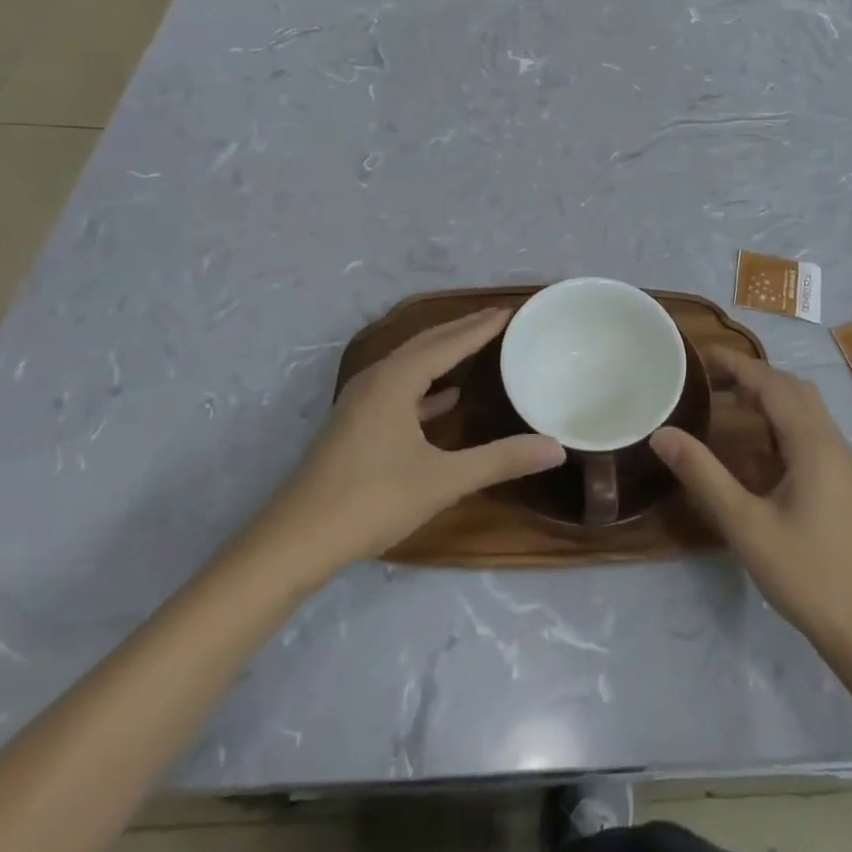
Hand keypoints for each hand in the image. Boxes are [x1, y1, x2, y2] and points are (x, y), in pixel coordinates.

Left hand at [246, 310, 562, 589]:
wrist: (295, 541)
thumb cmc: (372, 501)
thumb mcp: (443, 481)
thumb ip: (500, 460)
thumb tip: (555, 448)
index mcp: (397, 381)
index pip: (448, 342)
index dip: (481, 326)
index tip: (510, 310)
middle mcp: (377, 380)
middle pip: (426, 343)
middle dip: (462, 329)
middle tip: (499, 319)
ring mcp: (361, 402)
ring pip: (410, 363)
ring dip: (443, 352)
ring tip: (477, 346)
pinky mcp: (355, 423)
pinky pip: (399, 387)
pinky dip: (425, 384)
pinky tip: (445, 398)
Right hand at [652, 348, 851, 658]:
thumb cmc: (806, 573)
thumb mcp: (745, 524)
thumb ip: (703, 475)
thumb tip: (662, 434)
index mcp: (813, 443)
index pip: (772, 384)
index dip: (738, 365)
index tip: (704, 355)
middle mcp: (833, 442)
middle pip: (793, 389)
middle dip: (754, 376)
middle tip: (713, 381)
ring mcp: (843, 463)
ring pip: (806, 410)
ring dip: (770, 398)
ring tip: (731, 405)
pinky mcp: (844, 483)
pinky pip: (811, 433)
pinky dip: (782, 423)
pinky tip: (759, 450)